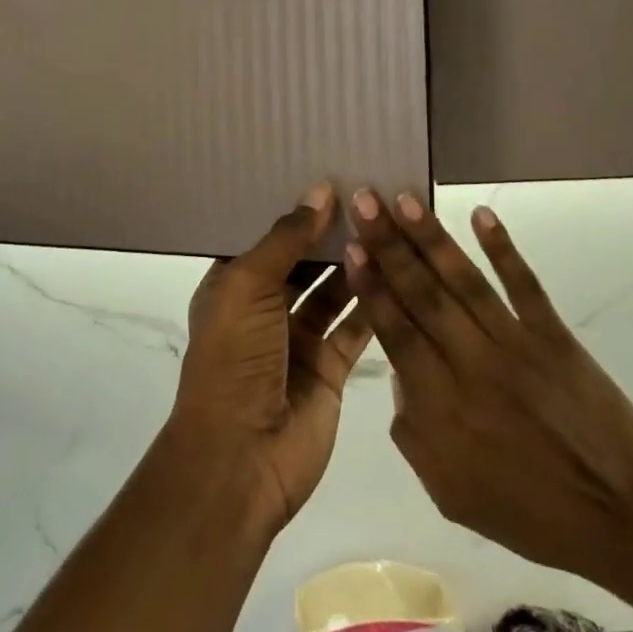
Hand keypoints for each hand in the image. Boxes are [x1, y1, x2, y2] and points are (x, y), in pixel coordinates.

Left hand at [169, 186, 373, 538]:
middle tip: (370, 191)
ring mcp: (298, 339)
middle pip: (303, 260)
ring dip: (355, 262)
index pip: (266, 236)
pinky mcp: (330, 368)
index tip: (331, 173)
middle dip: (331, 232)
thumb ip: (285, 239)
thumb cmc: (234, 358)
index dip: (295, 209)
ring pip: (332, 290)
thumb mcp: (247, 286)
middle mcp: (265, 307)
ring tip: (389, 221)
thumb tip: (320, 190)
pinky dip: (373, 302)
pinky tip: (399, 268)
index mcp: (234, 284)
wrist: (240, 458)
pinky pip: (355, 326)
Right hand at [344, 190, 632, 611]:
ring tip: (405, 198)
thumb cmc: (527, 511)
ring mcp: (515, 345)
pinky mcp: (555, 337)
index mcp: (440, 404)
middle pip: (421, 293)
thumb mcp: (448, 490)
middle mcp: (470, 363)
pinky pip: (525, 286)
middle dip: (389, 243)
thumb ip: (412, 430)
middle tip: (365, 199)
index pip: (395, 330)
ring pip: (464, 281)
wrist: (620, 519)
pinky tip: (481, 215)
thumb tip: (400, 374)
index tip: (351, 245)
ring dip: (432, 237)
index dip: (371, 285)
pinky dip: (502, 248)